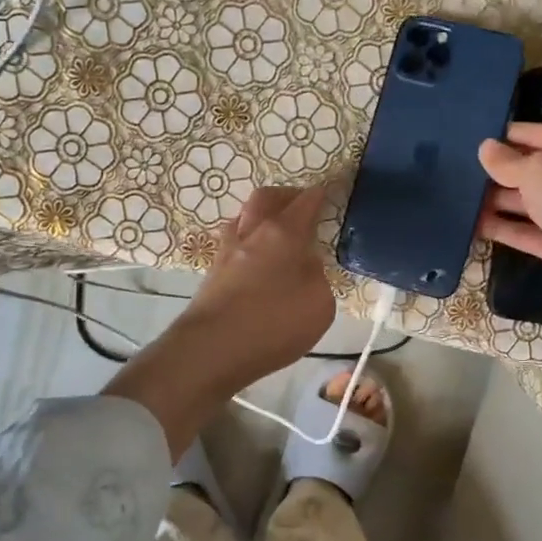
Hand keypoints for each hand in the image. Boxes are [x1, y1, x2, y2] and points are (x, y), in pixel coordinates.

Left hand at [180, 185, 336, 388]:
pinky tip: (258, 260)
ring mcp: (227, 252)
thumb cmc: (274, 324)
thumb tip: (305, 263)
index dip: (320, 194)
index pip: (306, 202)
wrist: (212, 349)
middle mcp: (252, 233)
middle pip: (266, 198)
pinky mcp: (212, 274)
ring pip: (244, 218)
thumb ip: (316, 276)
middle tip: (301, 205)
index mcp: (283, 233)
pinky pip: (234, 243)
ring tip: (277, 232)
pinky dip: (249, 242)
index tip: (330, 191)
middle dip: (286, 196)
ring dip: (262, 217)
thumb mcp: (319, 304)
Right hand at [477, 122, 541, 316]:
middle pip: (533, 171)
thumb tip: (485, 148)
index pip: (541, 135)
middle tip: (460, 169)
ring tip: (459, 197)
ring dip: (496, 201)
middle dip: (500, 171)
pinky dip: (502, 229)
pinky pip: (525, 232)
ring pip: (527, 203)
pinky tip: (472, 225)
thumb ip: (507, 161)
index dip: (510, 135)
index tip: (476, 137)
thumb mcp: (536, 170)